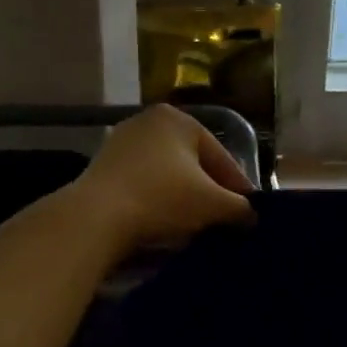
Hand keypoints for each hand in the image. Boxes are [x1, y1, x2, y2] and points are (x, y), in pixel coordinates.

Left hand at [70, 104, 255, 255]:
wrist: (95, 217)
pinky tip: (164, 225)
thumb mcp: (213, 205)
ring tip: (196, 227)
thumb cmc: (162, 199)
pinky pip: (142, 186)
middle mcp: (148, 122)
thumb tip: (251, 217)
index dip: (239, 189)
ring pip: (167, 176)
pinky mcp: (102, 169)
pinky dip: (157, 202)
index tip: (249, 215)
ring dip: (183, 199)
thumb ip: (240, 208)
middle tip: (224, 221)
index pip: (221, 157)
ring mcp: (121, 144)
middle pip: (193, 164)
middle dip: (209, 193)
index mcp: (178, 119)